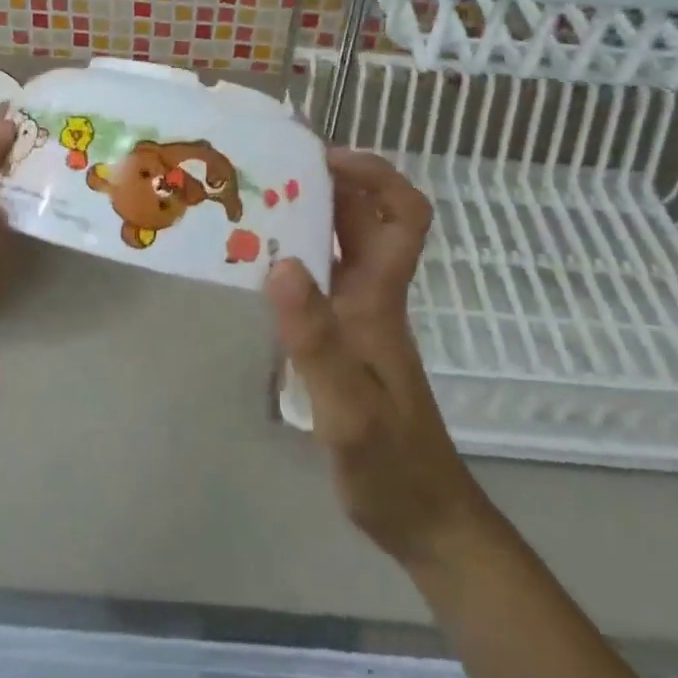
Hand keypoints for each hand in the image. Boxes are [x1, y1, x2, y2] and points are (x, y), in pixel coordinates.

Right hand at [266, 148, 490, 570]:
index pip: (403, 214)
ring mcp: (359, 318)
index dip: (375, 175)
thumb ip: (316, 340)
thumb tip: (282, 263)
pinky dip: (296, 258)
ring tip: (253, 205)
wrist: (424, 518)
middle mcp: (373, 296)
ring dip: (308, 217)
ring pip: (341, 246)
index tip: (323, 160)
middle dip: (327, 184)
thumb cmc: (391, 465)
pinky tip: (259, 267)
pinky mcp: (345, 341)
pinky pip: (322, 279)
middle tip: (267, 171)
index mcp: (380, 298)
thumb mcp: (348, 409)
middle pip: (365, 219)